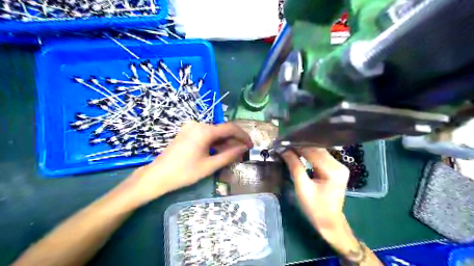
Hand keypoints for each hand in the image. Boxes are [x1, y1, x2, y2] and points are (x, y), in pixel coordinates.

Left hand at [126, 120, 251, 203]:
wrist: (158, 175)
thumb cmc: (184, 172)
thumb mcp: (210, 165)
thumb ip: (229, 155)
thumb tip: (244, 148)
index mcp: (204, 130)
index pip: (230, 128)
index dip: (243, 136)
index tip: (250, 145)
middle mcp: (198, 124)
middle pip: (222, 130)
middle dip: (233, 141)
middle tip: (242, 153)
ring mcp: (191, 127)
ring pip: (214, 133)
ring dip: (224, 142)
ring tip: (231, 155)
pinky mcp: (187, 132)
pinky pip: (205, 135)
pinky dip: (214, 142)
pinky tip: (218, 152)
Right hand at [278, 149, 348, 232]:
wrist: (329, 222)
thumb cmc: (314, 207)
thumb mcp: (302, 187)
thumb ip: (294, 166)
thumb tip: (283, 150)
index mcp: (333, 170)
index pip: (312, 152)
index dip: (296, 146)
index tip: (282, 143)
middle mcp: (339, 165)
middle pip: (317, 149)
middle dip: (300, 146)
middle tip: (284, 144)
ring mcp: (339, 166)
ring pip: (319, 151)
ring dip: (304, 149)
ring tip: (289, 147)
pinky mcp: (336, 168)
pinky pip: (321, 156)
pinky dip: (309, 154)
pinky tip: (299, 153)